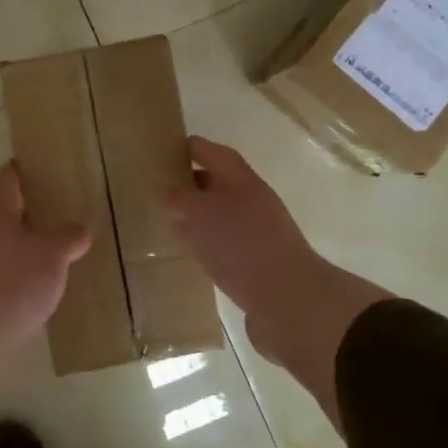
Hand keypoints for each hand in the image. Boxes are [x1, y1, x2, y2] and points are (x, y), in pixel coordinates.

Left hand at [0, 163, 90, 403]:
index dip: (16, 170)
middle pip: (5, 213)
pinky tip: (44, 281)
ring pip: (7, 244)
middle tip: (57, 204)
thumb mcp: (51, 256)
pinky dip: (25, 270)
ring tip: (57, 245)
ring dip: (27, 242)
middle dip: (28, 209)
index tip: (30, 163)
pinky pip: (8, 272)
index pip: (5, 182)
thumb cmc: (13, 282)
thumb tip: (82, 227)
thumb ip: (68, 238)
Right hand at [165, 137, 390, 422]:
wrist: (287, 299)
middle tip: (159, 187)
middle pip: (219, 183)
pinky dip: (205, 242)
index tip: (166, 149)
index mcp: (241, 180)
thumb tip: (166, 190)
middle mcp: (252, 201)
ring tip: (168, 218)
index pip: (214, 153)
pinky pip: (224, 243)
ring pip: (221, 215)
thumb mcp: (200, 214)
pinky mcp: (255, 263)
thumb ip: (180, 198)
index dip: (192, 148)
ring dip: (198, 215)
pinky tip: (189, 251)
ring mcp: (257, 233)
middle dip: (191, 182)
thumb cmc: (240, 245)